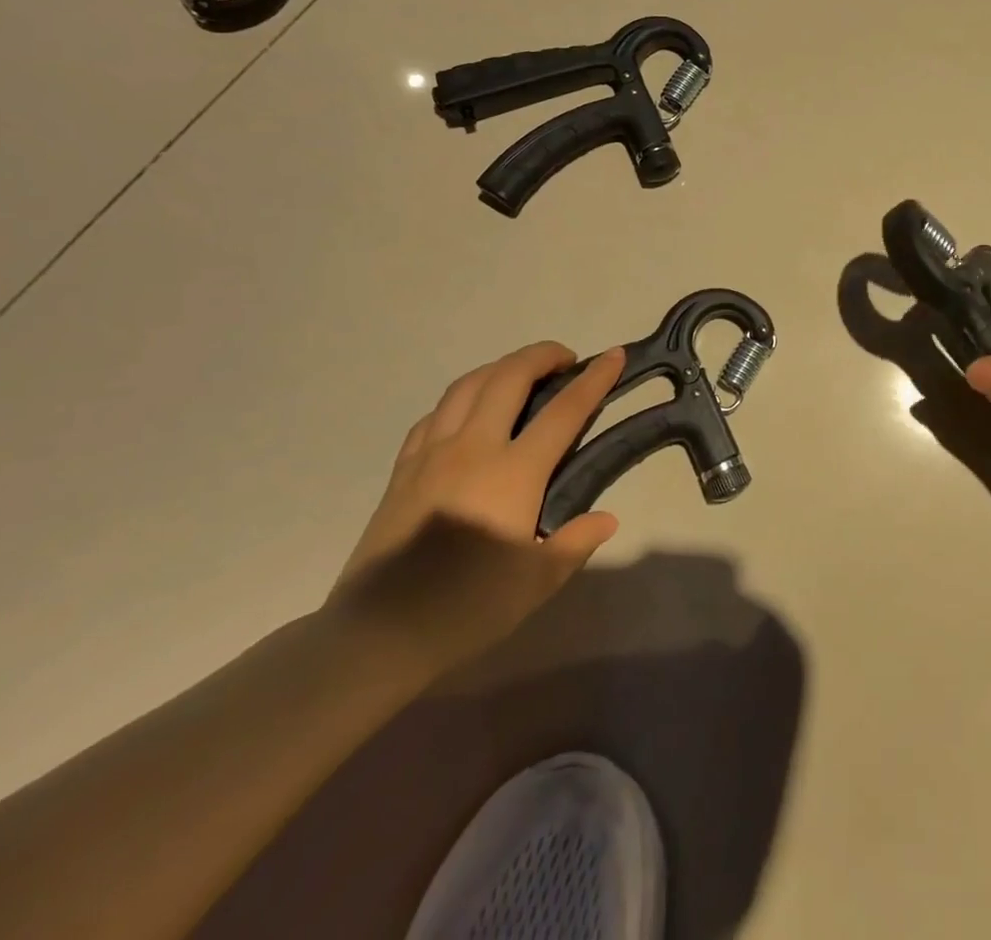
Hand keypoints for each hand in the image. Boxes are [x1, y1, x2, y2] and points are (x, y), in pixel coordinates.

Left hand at [328, 343, 624, 677]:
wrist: (376, 635)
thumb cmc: (466, 608)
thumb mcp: (536, 583)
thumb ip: (576, 542)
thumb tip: (607, 518)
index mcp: (513, 473)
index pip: (564, 411)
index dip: (594, 379)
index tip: (614, 355)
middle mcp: (473, 449)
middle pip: (510, 378)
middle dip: (542, 355)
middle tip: (566, 359)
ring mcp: (432, 454)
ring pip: (468, 385)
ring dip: (501, 367)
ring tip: (521, 374)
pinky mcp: (403, 469)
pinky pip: (436, 414)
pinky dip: (463, 397)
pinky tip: (469, 411)